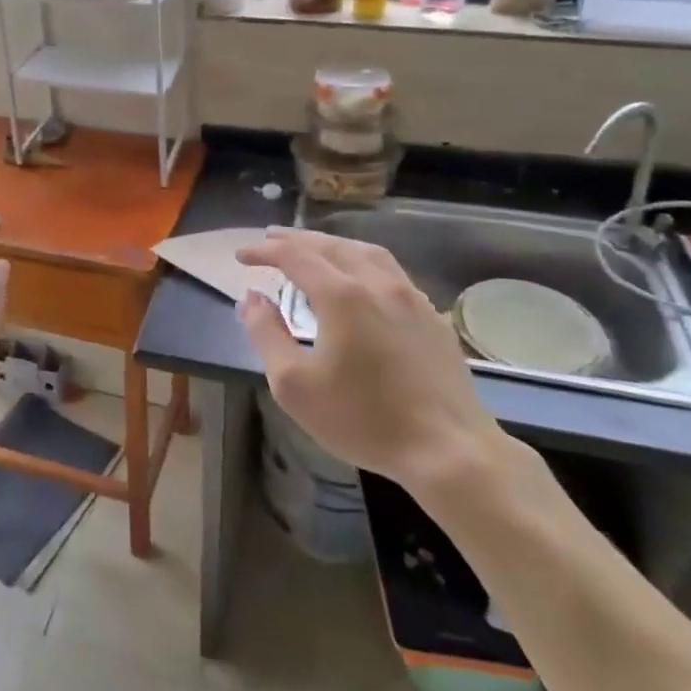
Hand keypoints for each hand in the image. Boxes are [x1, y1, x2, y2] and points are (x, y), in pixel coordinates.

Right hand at [235, 227, 505, 493]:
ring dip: (333, 245)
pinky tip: (362, 280)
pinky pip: (392, 272)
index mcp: (342, 296)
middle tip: (270, 239)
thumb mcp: (294, 385)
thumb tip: (252, 298)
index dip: (264, 251)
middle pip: (331, 246)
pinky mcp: (433, 317)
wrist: (449, 451)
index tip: (241, 256)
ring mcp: (411, 298)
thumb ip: (266, 334)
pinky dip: (364, 262)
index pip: (295, 257)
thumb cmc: (363, 420)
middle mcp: (378, 284)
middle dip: (296, 240)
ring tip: (314, 249)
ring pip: (367, 253)